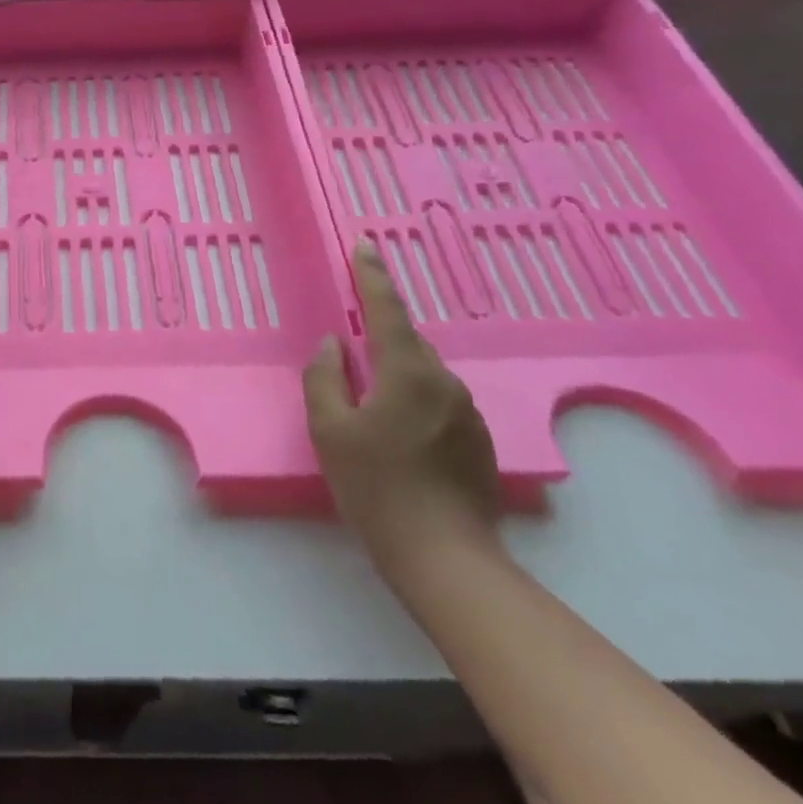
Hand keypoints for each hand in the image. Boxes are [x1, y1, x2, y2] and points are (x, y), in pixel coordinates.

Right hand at [302, 240, 501, 577]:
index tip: (365, 245)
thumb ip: (325, 378)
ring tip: (368, 407)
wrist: (445, 558)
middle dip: (378, 338)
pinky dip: (412, 402)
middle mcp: (445, 382)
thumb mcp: (330, 430)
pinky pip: (437, 402)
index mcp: (408, 372)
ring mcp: (468, 412)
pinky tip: (397, 437)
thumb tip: (333, 345)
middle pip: (405, 343)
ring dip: (394, 375)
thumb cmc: (376, 488)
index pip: (386, 309)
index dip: (372, 275)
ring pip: (422, 375)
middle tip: (350, 353)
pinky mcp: (478, 441)